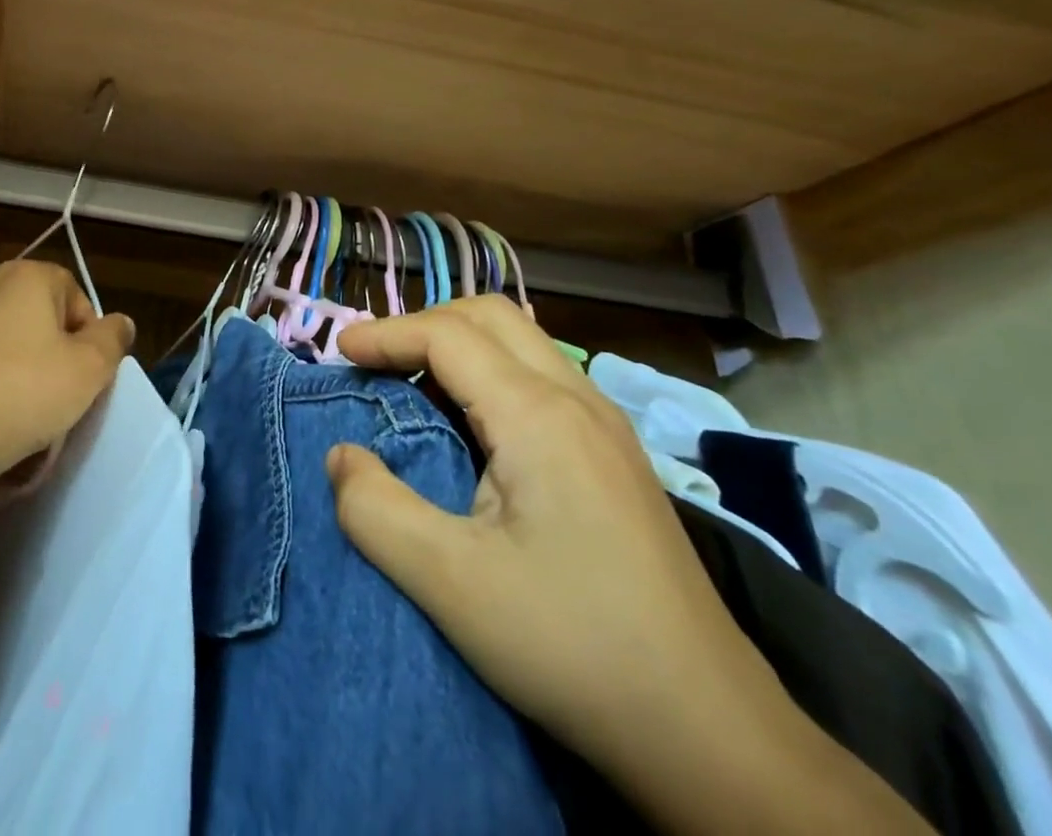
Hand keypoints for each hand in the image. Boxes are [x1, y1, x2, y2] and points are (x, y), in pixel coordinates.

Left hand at [0, 261, 133, 490]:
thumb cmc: (25, 392)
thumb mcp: (89, 369)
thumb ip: (112, 338)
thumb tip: (121, 322)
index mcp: (26, 275)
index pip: (73, 293)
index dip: (87, 333)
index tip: (85, 372)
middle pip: (35, 311)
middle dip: (50, 345)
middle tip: (58, 389)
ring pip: (0, 333)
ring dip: (15, 359)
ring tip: (19, 405)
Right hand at [327, 297, 792, 774]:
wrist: (712, 735)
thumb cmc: (572, 647)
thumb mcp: (450, 584)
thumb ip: (374, 509)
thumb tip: (340, 455)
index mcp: (538, 417)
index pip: (447, 335)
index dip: (386, 334)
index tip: (339, 354)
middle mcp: (578, 401)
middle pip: (489, 316)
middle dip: (423, 324)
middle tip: (377, 363)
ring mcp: (606, 427)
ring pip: (522, 342)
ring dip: (459, 344)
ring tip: (414, 386)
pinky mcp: (616, 457)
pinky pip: (542, 376)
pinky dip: (490, 372)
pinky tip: (472, 425)